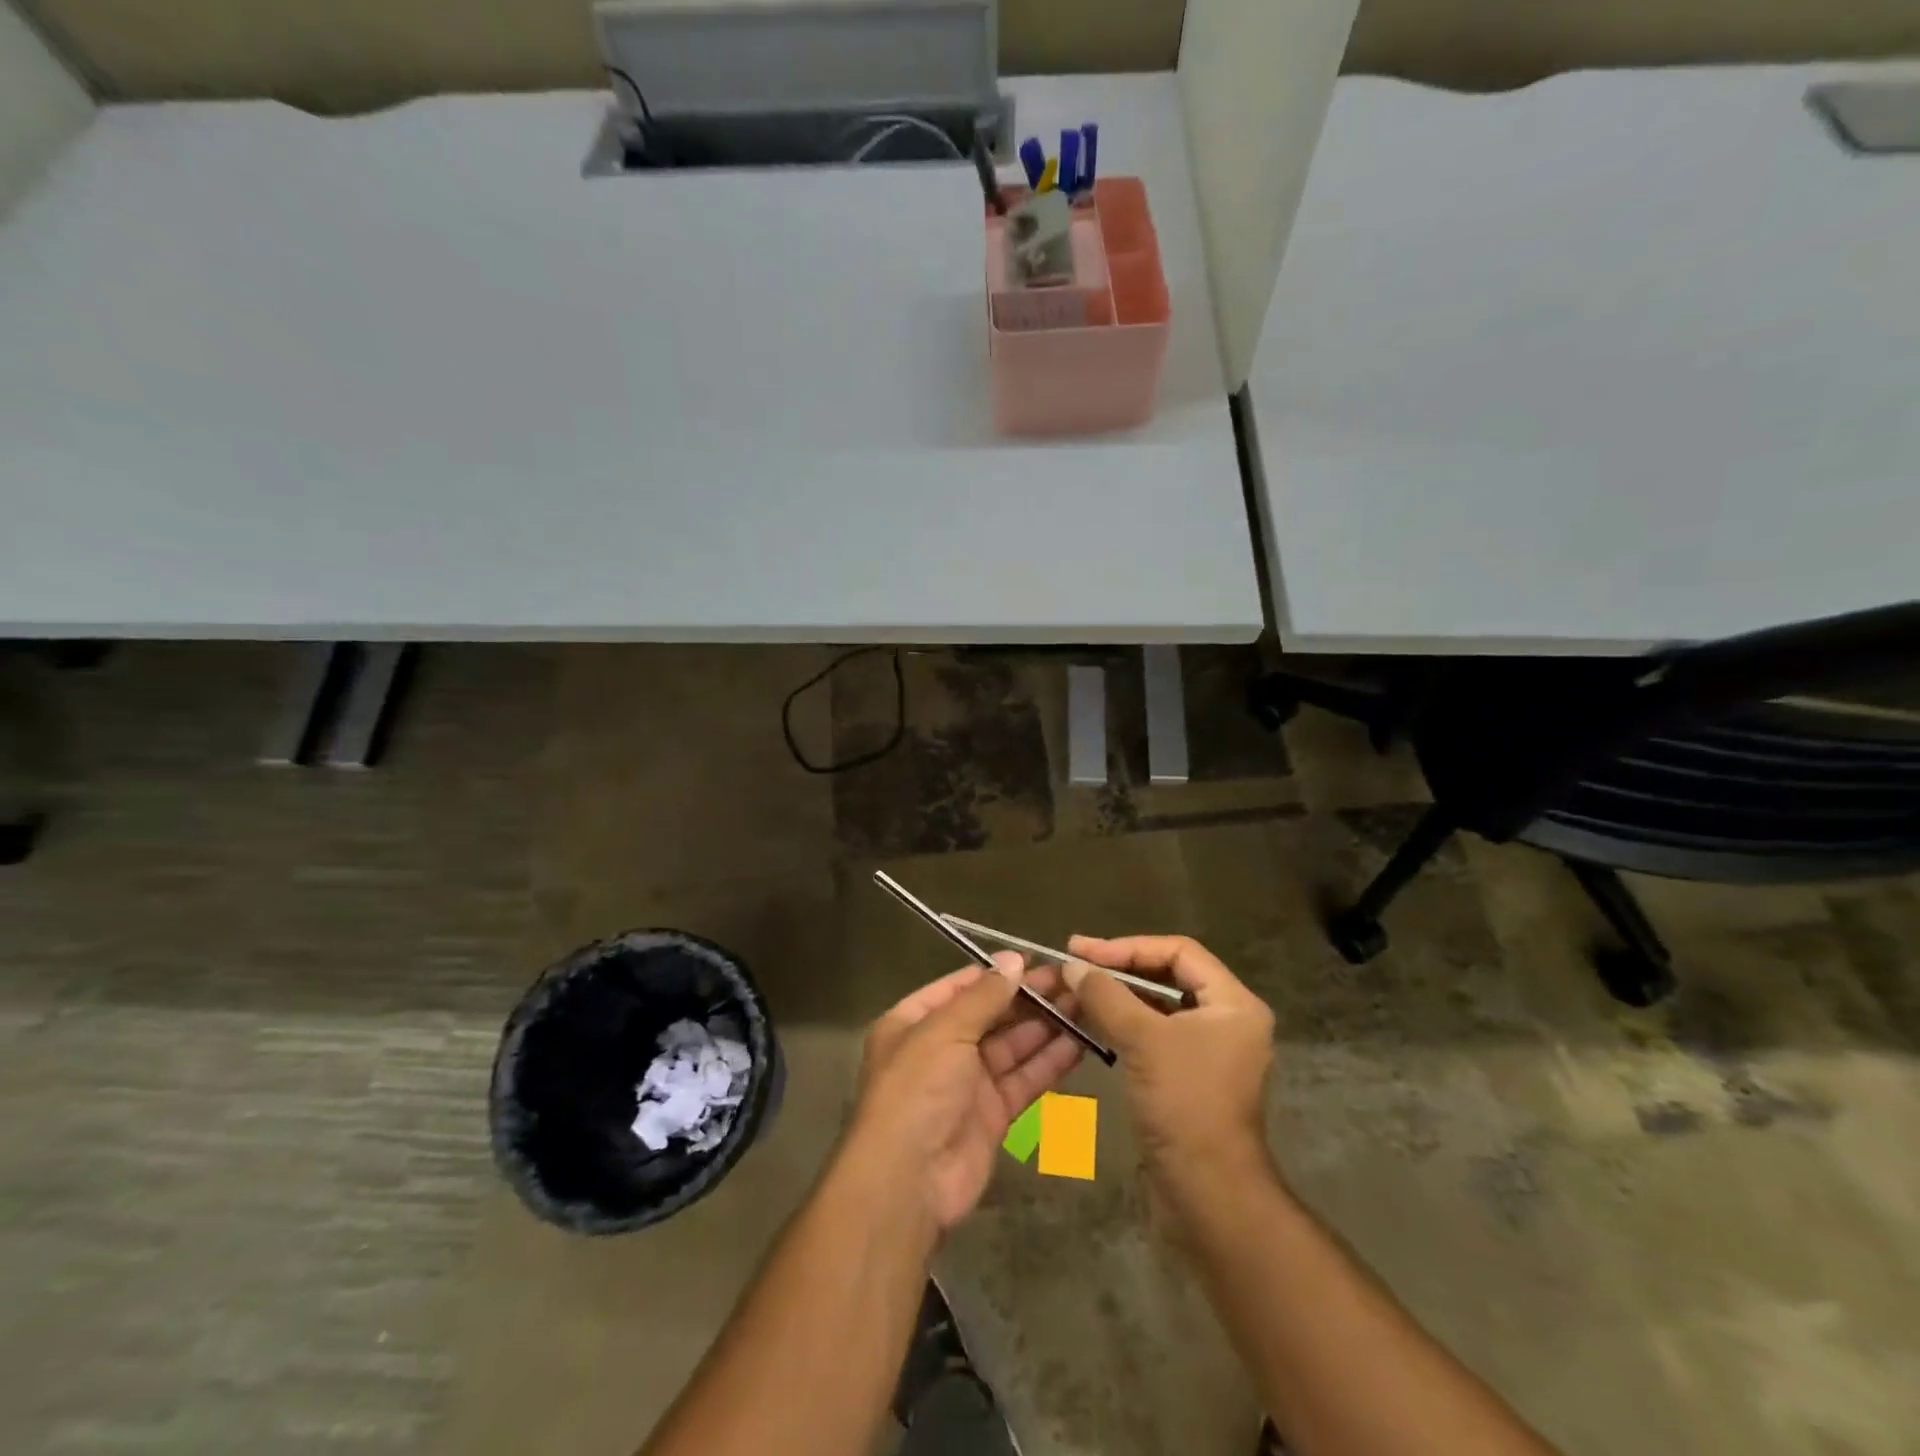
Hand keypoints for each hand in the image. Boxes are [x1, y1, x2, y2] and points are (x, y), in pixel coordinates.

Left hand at [849, 955, 1083, 1231]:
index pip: (960, 987)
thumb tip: (1014, 960)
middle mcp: (941, 1048)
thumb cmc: (917, 1089)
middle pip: (991, 1015)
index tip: (1036, 960)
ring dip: (1046, 1026)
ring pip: (1013, 1046)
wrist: (909, 1180)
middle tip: (1073, 980)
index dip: (996, 973)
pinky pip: (1024, 1079)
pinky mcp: (993, 1114)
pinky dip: (1049, 1062)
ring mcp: (968, 1083)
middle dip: (1029, 999)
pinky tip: (1080, 1043)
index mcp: (915, 1021)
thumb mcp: (945, 1030)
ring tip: (1085, 1004)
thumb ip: (984, 996)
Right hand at [1064, 935, 1275, 1197]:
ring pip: (1160, 1005)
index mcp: (1233, 1002)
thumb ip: (1106, 995)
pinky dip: (1126, 1022)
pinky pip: (1156, 1032)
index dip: (1128, 947)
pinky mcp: (1191, 1074)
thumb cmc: (1185, 1103)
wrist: (1208, 1191)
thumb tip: (1073, 966)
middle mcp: (1228, 1019)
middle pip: (1170, 974)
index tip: (1084, 951)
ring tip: (1079, 988)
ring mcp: (1211, 1048)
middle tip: (1077, 963)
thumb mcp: (1143, 1040)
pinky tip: (1093, 1020)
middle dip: (1121, 967)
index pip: (1178, 951)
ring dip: (1120, 995)